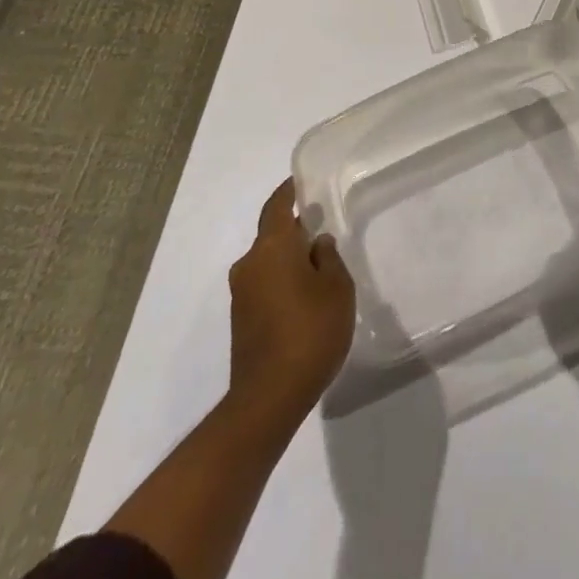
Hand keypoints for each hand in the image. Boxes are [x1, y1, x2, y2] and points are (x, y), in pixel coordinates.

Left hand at [228, 179, 356, 421]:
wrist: (268, 397)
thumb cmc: (310, 331)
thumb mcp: (337, 288)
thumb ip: (329, 258)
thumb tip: (317, 244)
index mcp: (272, 247)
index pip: (276, 207)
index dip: (288, 191)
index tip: (300, 181)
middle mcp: (250, 264)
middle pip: (272, 235)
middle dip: (294, 230)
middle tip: (321, 227)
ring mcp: (241, 294)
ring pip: (267, 262)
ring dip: (288, 259)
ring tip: (319, 265)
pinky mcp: (241, 320)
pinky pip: (263, 285)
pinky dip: (282, 282)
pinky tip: (304, 297)